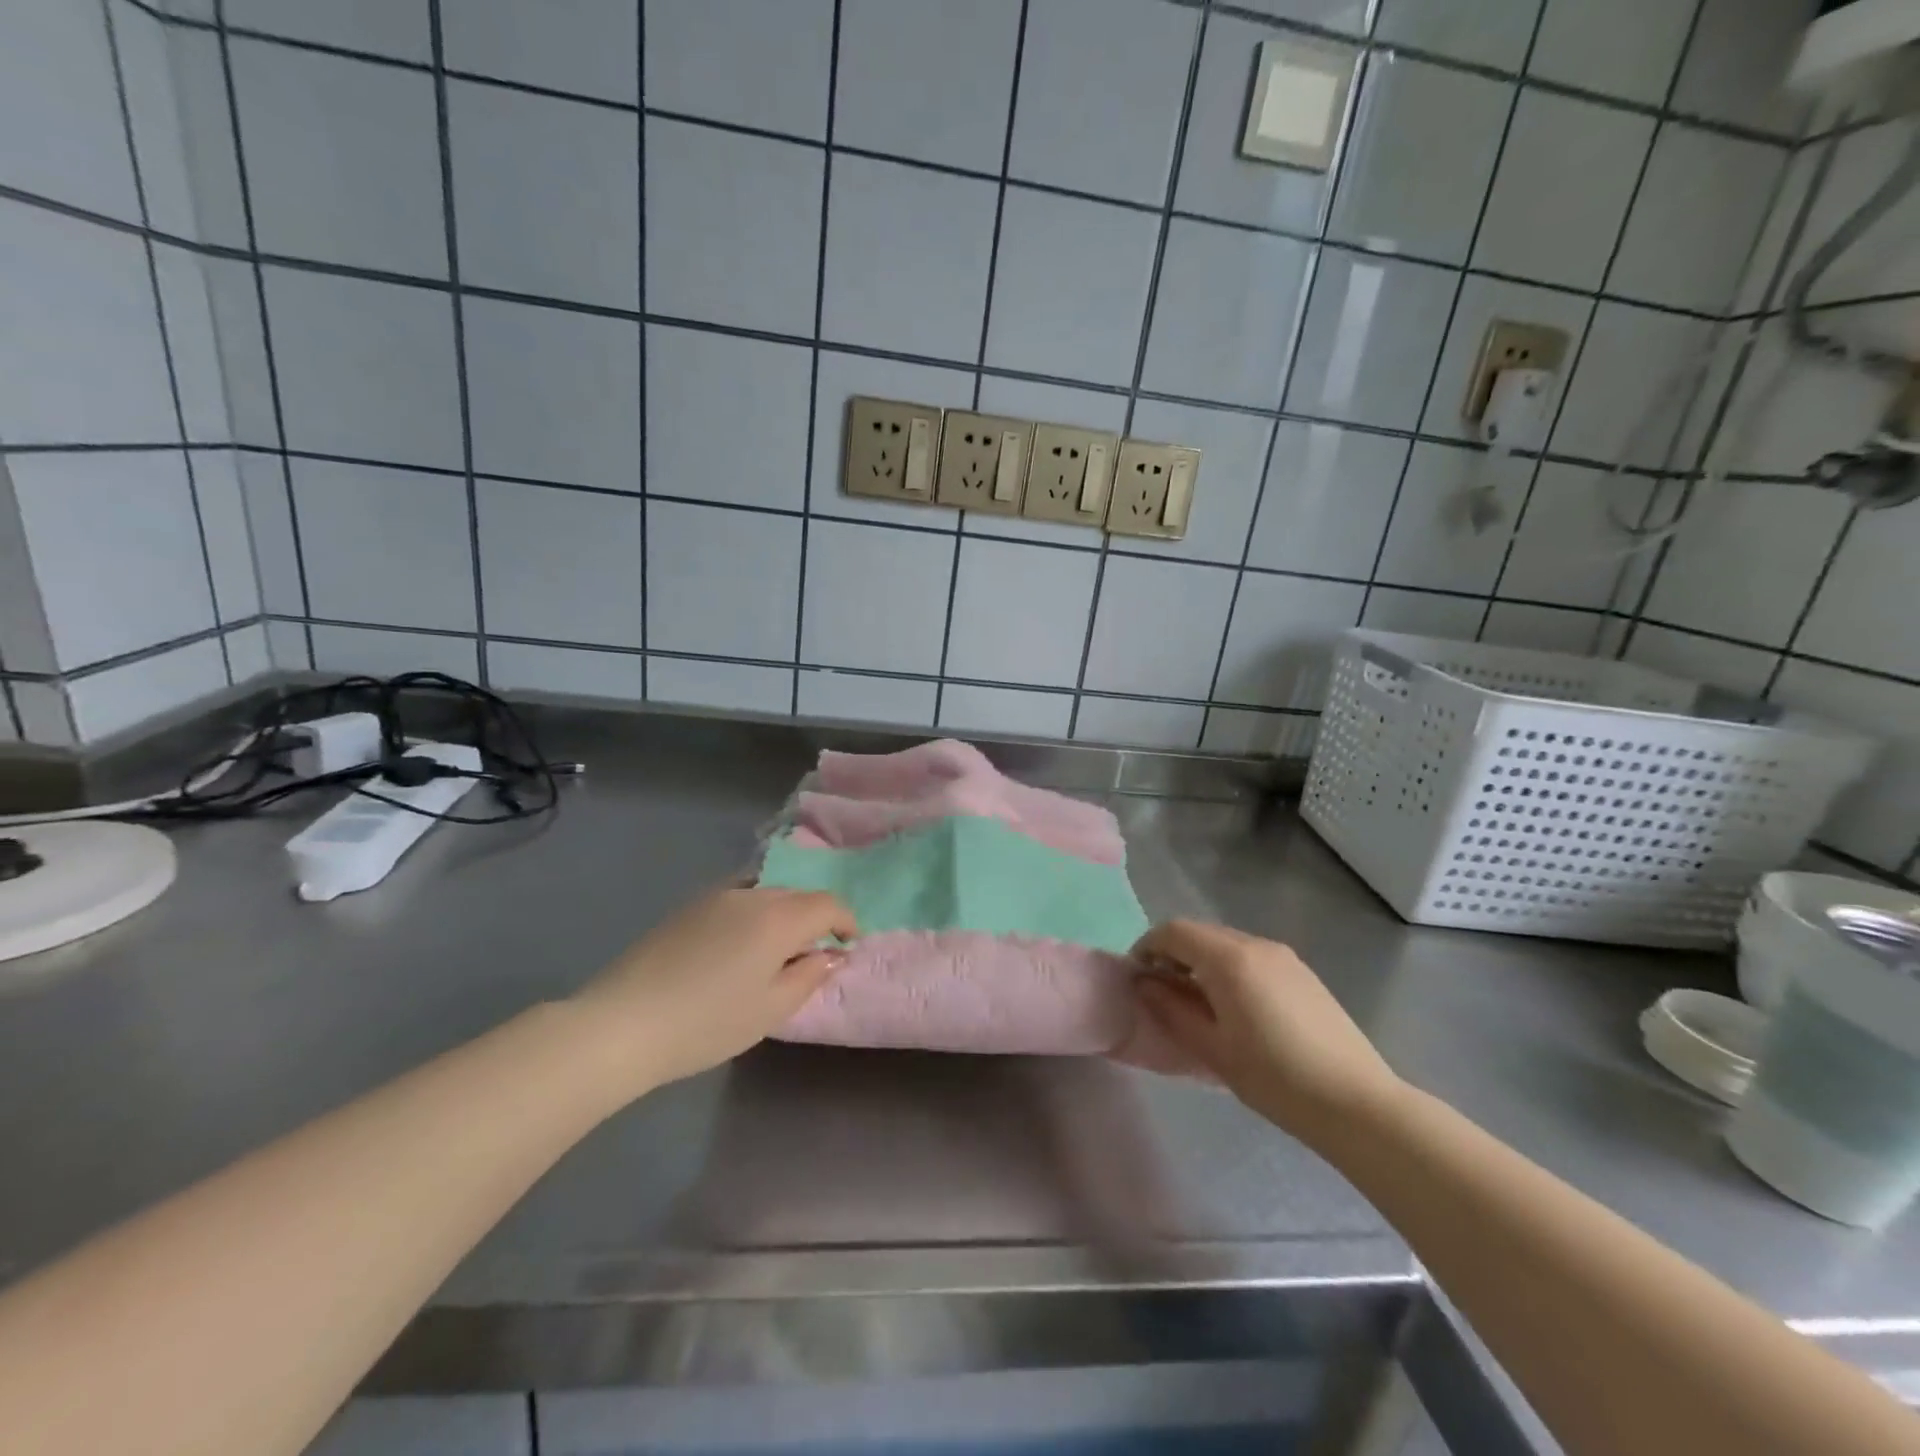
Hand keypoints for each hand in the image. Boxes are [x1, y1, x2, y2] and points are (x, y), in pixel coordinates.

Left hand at [571, 887, 855, 1090]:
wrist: (622, 1024)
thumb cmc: (708, 1023)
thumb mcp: (771, 1009)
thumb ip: (811, 975)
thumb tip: (834, 954)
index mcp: (778, 917)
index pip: (827, 904)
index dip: (845, 921)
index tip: (848, 945)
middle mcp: (751, 894)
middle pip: (796, 895)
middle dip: (813, 919)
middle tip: (811, 955)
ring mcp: (714, 896)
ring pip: (765, 894)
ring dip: (781, 915)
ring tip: (774, 952)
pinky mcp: (687, 907)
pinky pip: (736, 899)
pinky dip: (752, 915)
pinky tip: (737, 947)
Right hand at [1133, 921, 1401, 1143]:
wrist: (1357, 1104)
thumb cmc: (1275, 1078)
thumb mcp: (1212, 1048)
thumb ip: (1171, 1009)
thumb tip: (1143, 984)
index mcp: (1229, 958)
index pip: (1173, 931)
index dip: (1147, 947)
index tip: (1137, 978)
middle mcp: (1256, 944)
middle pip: (1200, 932)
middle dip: (1173, 953)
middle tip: (1162, 992)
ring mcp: (1284, 957)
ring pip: (1226, 943)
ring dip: (1201, 961)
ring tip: (1197, 1003)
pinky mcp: (1302, 973)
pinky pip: (1251, 956)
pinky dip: (1229, 968)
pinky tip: (1235, 1009)